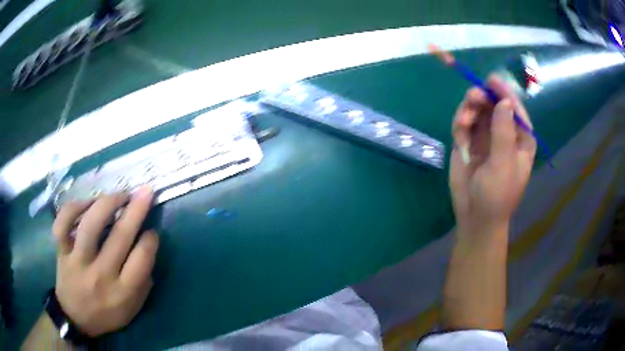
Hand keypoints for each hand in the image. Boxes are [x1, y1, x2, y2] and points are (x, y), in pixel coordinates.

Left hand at [52, 186, 158, 336]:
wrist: (75, 317)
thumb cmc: (106, 314)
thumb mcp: (132, 308)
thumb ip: (142, 282)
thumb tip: (147, 248)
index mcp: (122, 292)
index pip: (141, 260)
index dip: (150, 240)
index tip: (152, 231)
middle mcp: (100, 276)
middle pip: (119, 237)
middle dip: (136, 210)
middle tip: (146, 192)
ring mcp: (78, 262)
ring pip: (90, 225)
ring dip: (107, 203)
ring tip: (119, 195)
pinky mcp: (61, 252)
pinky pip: (63, 223)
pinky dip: (74, 207)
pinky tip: (87, 203)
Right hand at [449, 75, 535, 234]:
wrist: (474, 216)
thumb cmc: (497, 194)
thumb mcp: (503, 164)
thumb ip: (503, 132)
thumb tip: (504, 102)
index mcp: (520, 139)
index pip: (515, 109)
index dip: (504, 93)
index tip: (491, 81)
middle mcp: (504, 132)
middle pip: (494, 105)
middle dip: (483, 99)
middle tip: (473, 97)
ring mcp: (485, 136)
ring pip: (477, 110)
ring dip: (469, 110)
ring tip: (464, 120)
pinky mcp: (468, 141)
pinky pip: (464, 122)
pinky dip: (461, 123)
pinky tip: (460, 133)